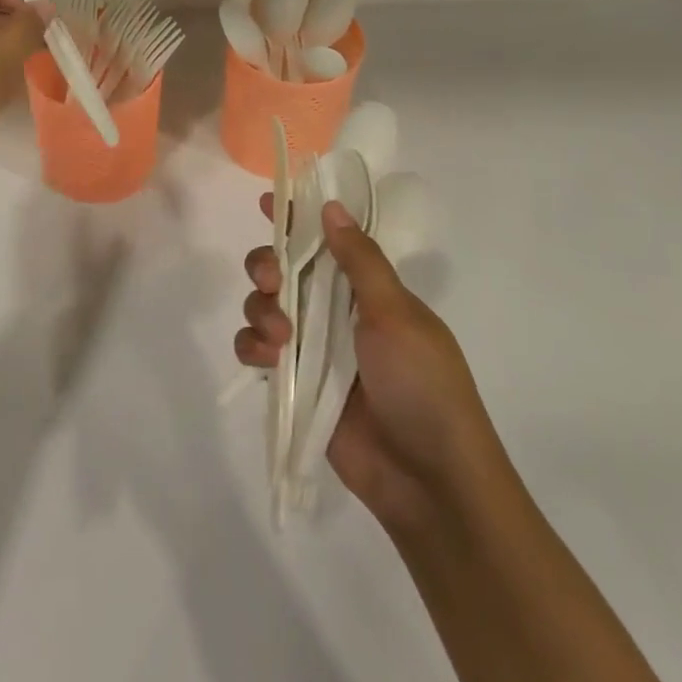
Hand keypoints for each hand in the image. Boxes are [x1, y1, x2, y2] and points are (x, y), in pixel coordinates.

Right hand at [237, 198, 487, 530]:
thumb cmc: (422, 385)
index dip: (297, 219)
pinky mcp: (296, 384)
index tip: (268, 201)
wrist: (428, 480)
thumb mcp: (397, 315)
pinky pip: (257, 350)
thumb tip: (332, 207)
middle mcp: (337, 312)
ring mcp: (314, 348)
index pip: (328, 241)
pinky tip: (266, 358)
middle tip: (271, 280)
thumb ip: (360, 262)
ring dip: (260, 309)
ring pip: (265, 306)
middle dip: (267, 266)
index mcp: (368, 290)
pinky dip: (252, 347)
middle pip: (285, 270)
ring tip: (279, 337)